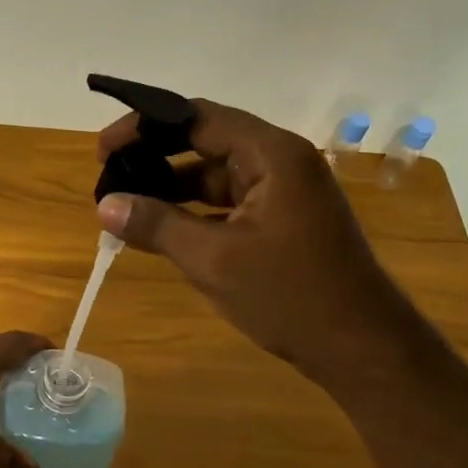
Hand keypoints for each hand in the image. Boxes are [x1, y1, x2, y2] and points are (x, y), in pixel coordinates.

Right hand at [95, 100, 396, 377]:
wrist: (364, 349)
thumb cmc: (291, 296)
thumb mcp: (214, 260)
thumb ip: (157, 225)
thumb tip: (105, 205)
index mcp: (272, 154)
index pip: (197, 118)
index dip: (145, 127)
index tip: (103, 149)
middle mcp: (281, 160)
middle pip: (206, 140)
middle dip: (155, 155)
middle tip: (108, 174)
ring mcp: (285, 190)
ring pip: (216, 173)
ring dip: (172, 186)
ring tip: (125, 204)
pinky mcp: (284, 218)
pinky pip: (230, 200)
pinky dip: (195, 209)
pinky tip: (162, 228)